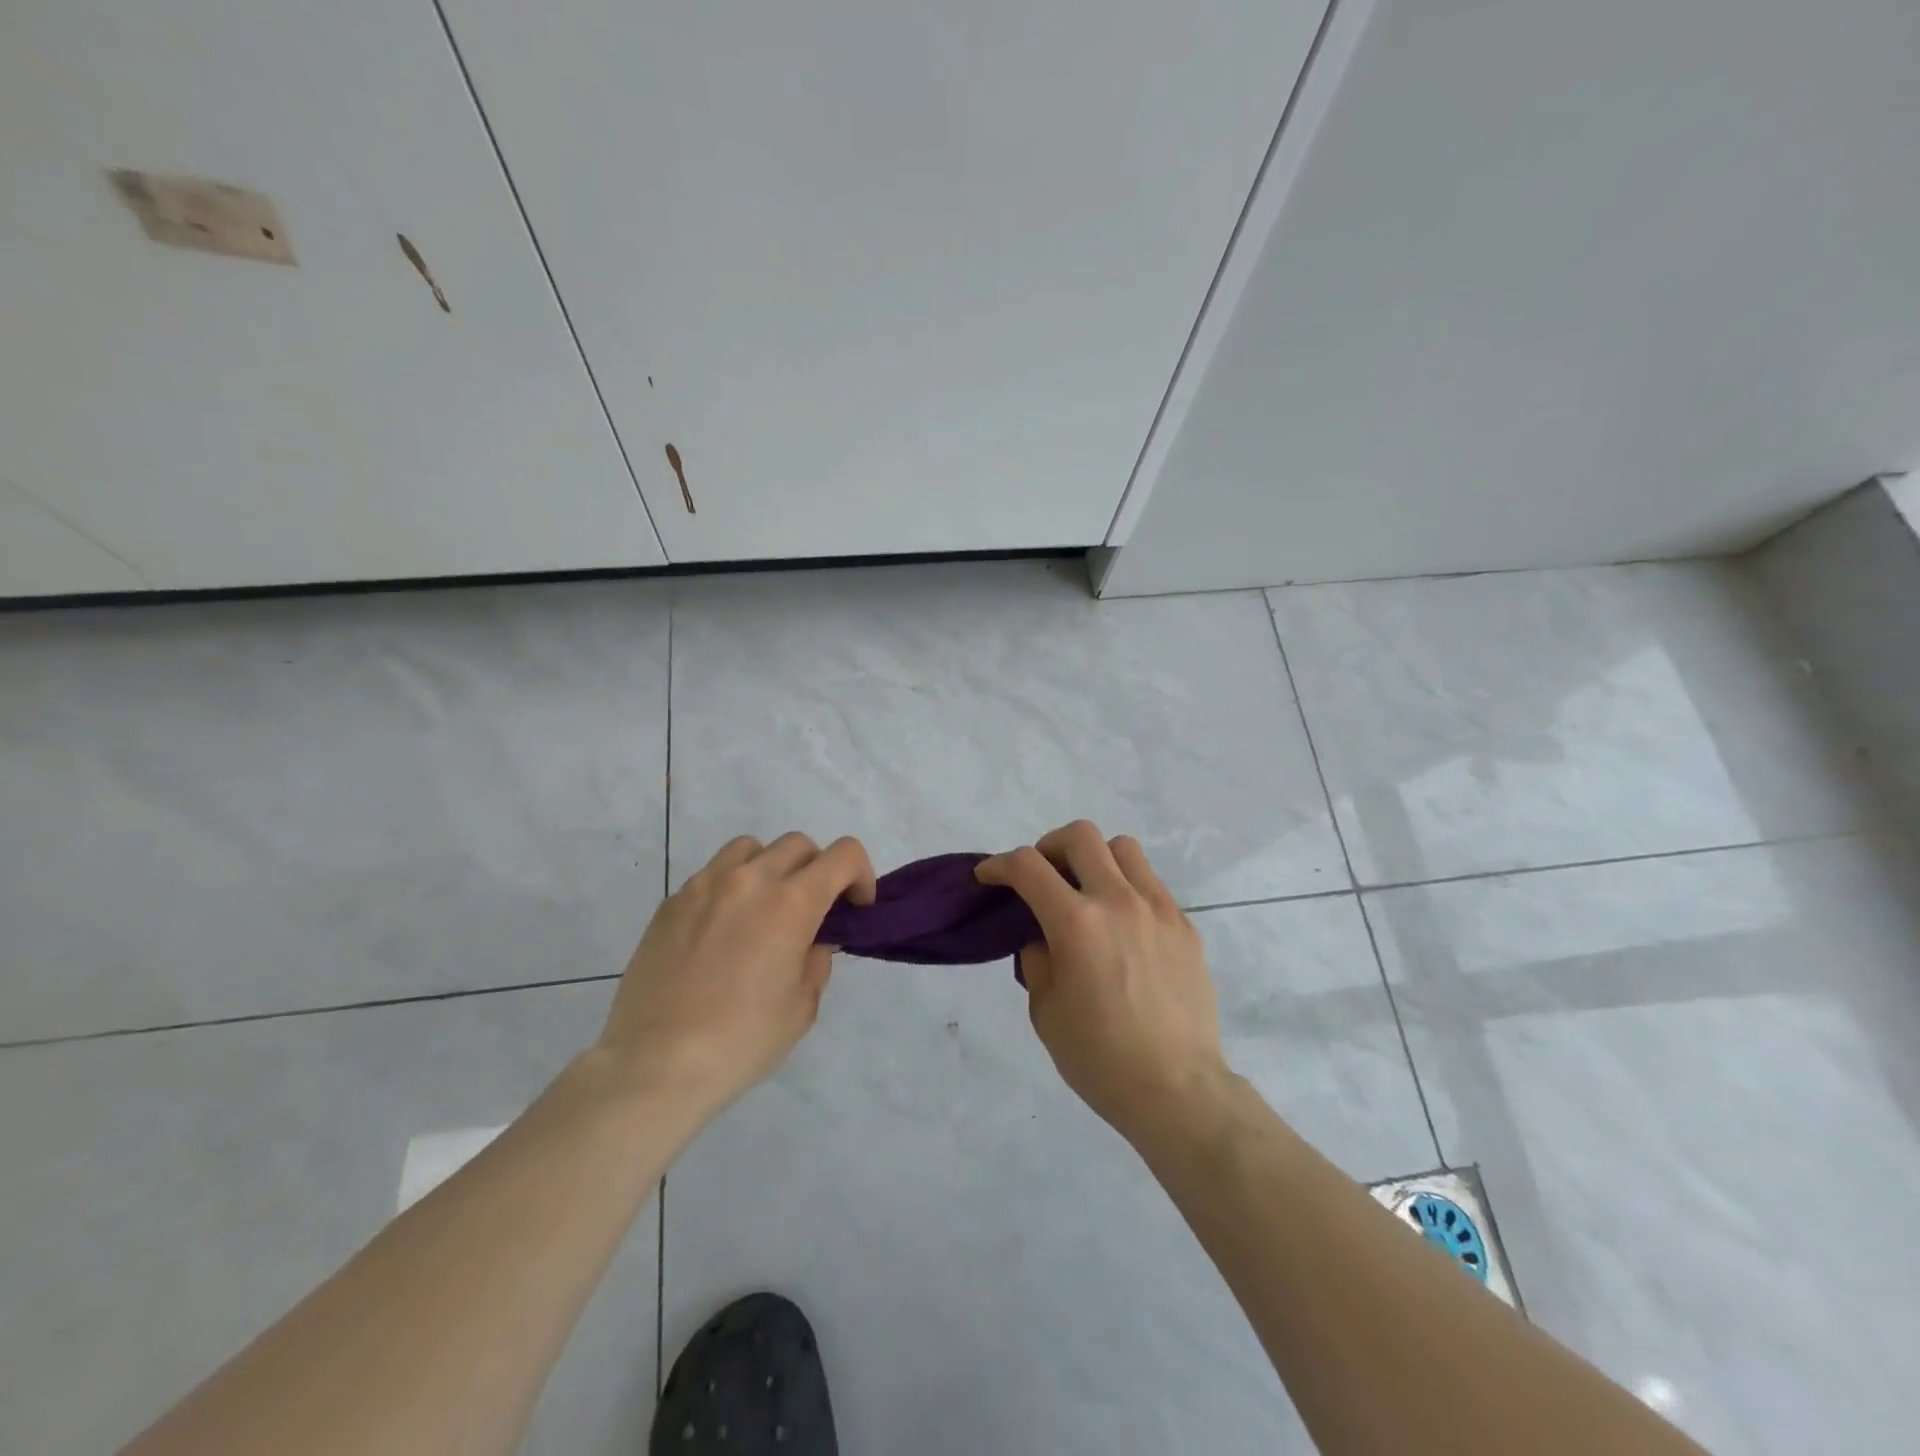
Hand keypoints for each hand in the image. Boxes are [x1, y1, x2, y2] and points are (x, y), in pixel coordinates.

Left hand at [597, 833, 875, 1120]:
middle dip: (817, 871)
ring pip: (750, 848)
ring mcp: (704, 886)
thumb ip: (816, 960)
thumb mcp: (801, 1007)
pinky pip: (712, 874)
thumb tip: (812, 939)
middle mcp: (749, 880)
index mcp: (791, 903)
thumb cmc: (741, 1041)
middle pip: (798, 845)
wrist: (655, 1065)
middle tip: (812, 912)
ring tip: (764, 909)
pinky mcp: (671, 902)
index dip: (860, 875)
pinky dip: (731, 887)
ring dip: (770, 868)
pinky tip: (722, 930)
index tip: (855, 907)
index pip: (843, 855)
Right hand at [977, 821, 1227, 1140]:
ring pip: (1123, 849)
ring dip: (1095, 859)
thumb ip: (1037, 961)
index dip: (1000, 864)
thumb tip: (1042, 937)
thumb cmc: (1101, 1058)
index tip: (988, 876)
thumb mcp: (1046, 1012)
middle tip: (1042, 876)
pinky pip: (1151, 884)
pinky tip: (1122, 927)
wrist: (1178, 1090)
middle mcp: (1119, 902)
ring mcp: (1158, 909)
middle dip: (1049, 846)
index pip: (1028, 867)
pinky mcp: (1184, 926)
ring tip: (1087, 892)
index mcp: (1077, 924)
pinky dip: (1126, 889)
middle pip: (1081, 836)